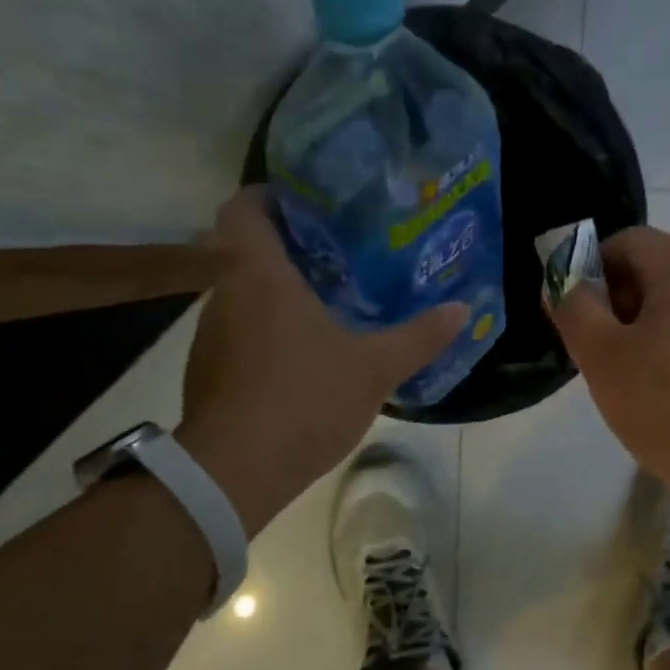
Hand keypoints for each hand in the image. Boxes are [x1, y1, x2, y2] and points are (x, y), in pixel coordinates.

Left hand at [175, 187, 467, 534]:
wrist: (233, 473)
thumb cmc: (303, 400)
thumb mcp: (373, 368)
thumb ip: (418, 337)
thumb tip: (463, 310)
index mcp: (258, 275)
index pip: (244, 207)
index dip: (270, 196)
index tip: (309, 205)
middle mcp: (224, 294)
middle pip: (244, 250)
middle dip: (286, 249)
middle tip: (335, 254)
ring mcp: (209, 335)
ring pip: (240, 294)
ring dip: (274, 293)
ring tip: (323, 303)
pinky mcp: (206, 372)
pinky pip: (237, 332)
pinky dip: (263, 331)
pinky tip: (299, 356)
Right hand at [545, 227, 669, 521]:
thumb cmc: (668, 405)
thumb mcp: (603, 357)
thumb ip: (574, 310)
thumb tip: (560, 281)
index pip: (632, 240)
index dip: (593, 264)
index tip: (577, 310)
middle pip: (655, 272)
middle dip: (615, 301)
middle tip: (594, 348)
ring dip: (640, 330)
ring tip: (625, 378)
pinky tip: (661, 396)